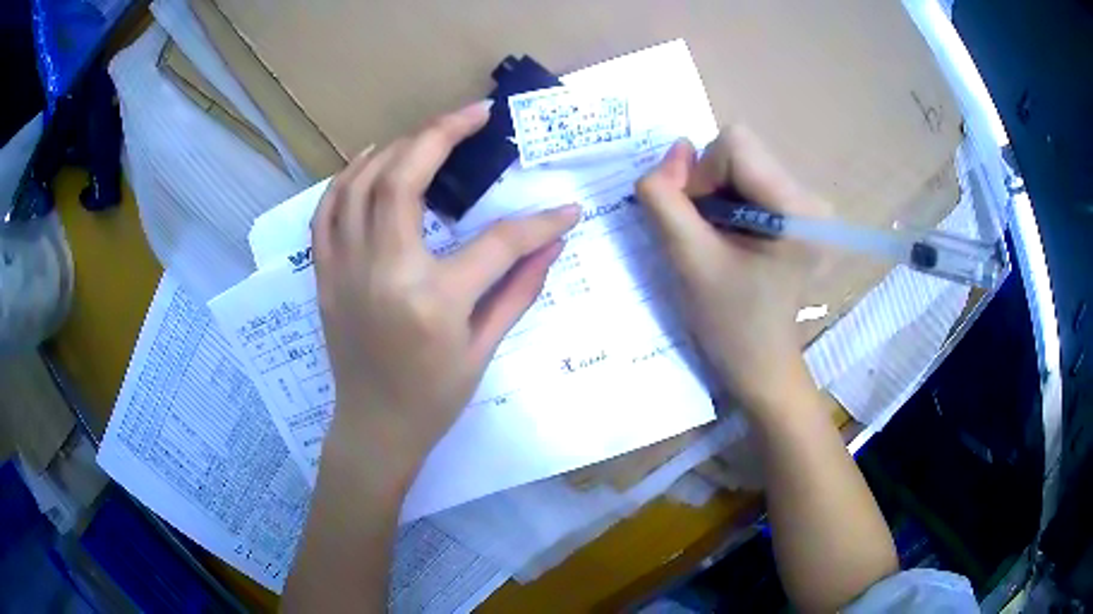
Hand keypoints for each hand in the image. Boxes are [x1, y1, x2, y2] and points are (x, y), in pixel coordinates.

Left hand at [311, 100, 579, 481]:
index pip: (497, 242)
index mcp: (432, 301)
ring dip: (395, 147)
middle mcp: (382, 273)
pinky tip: (371, 161)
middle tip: (475, 113)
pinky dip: (347, 177)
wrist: (374, 429)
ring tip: (428, 134)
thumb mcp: (485, 349)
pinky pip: (326, 210)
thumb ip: (520, 288)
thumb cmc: (434, 399)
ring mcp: (345, 270)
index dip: (538, 222)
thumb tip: (555, 240)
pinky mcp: (325, 274)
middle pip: (405, 179)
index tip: (565, 209)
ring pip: (359, 184)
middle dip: (442, 133)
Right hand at [636, 125, 829, 412]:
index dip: (701, 175)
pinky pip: (749, 179)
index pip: (735, 144)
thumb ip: (666, 199)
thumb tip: (675, 149)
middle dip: (707, 184)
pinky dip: (727, 200)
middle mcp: (811, 197)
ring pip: (741, 163)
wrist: (761, 364)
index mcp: (799, 209)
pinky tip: (732, 237)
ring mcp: (808, 203)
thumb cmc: (730, 324)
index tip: (699, 222)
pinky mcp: (799, 211)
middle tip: (706, 234)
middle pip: (739, 151)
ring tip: (719, 240)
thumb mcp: (688, 261)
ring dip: (714, 193)